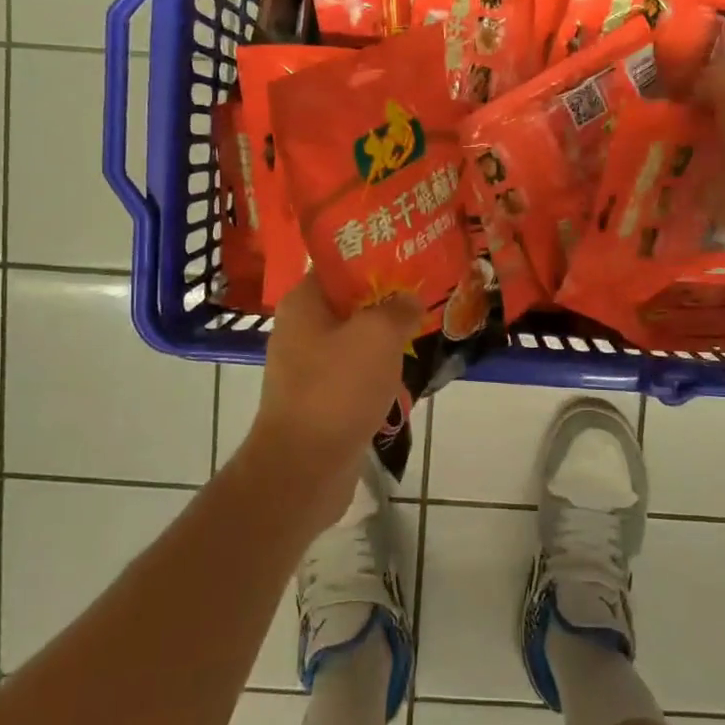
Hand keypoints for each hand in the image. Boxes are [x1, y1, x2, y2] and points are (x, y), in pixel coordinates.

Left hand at [243, 275, 419, 528]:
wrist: (305, 468)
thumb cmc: (337, 389)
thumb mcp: (377, 335)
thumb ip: (397, 309)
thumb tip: (409, 299)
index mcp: (303, 304)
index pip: (337, 264)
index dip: (372, 257)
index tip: (408, 256)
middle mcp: (300, 331)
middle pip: (348, 303)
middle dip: (385, 300)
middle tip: (424, 293)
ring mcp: (308, 369)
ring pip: (354, 341)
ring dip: (385, 339)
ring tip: (423, 330)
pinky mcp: (321, 401)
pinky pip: (355, 375)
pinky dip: (378, 373)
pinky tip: (406, 374)